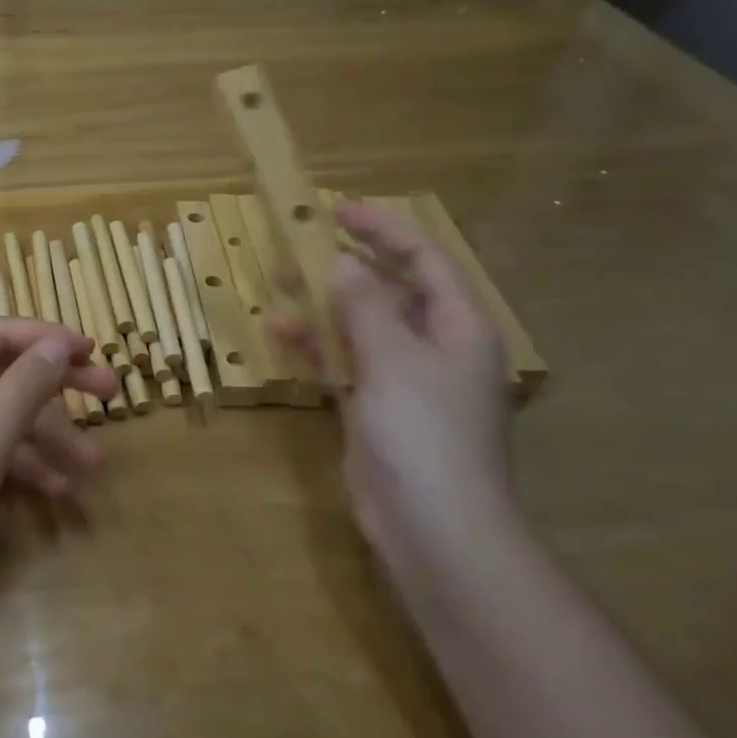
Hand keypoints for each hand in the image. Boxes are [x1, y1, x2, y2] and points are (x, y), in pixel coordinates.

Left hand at [0, 319, 118, 616]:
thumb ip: (22, 389)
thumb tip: (58, 344)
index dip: (45, 337)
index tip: (90, 350)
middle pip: (7, 377)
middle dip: (58, 389)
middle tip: (110, 393)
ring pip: (9, 420)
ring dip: (51, 440)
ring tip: (93, 465)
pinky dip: (28, 467)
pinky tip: (61, 491)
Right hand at [275, 201, 514, 552]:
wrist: (432, 526)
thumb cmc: (424, 432)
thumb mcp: (394, 358)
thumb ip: (365, 306)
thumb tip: (344, 263)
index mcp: (458, 328)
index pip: (424, 262)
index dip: (384, 231)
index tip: (338, 211)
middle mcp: (434, 348)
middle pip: (388, 292)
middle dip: (345, 269)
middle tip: (298, 248)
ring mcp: (402, 381)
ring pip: (360, 328)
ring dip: (322, 308)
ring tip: (278, 287)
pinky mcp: (374, 409)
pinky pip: (344, 364)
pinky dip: (317, 348)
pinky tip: (280, 334)